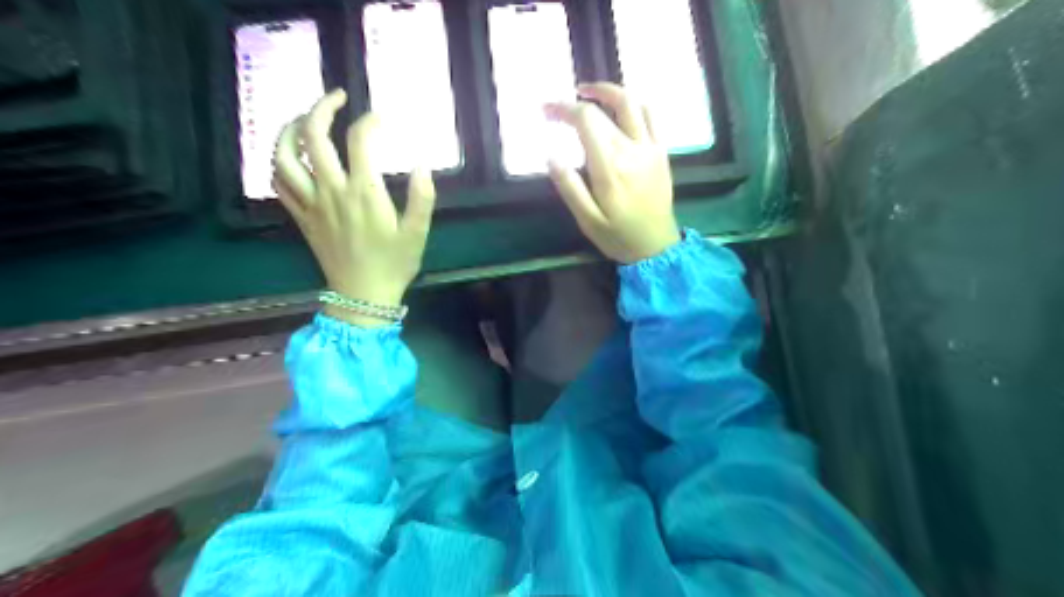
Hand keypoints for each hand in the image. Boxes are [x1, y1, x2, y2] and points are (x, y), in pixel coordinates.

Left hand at [274, 90, 439, 327]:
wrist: (362, 296)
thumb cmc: (394, 264)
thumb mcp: (418, 232)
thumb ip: (423, 197)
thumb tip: (422, 163)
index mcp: (364, 192)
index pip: (360, 140)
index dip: (370, 121)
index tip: (382, 119)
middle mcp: (332, 191)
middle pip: (313, 136)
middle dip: (322, 107)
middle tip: (336, 97)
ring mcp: (311, 204)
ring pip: (285, 156)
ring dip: (289, 130)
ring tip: (303, 120)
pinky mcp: (301, 218)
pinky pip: (279, 184)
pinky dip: (280, 164)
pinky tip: (291, 158)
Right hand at [549, 81, 681, 263]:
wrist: (657, 248)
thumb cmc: (618, 236)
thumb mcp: (587, 220)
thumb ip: (569, 187)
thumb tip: (550, 155)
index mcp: (610, 167)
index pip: (586, 119)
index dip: (563, 109)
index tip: (545, 111)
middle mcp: (632, 150)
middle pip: (605, 109)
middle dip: (577, 102)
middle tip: (557, 109)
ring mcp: (650, 148)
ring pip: (631, 103)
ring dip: (608, 92)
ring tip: (588, 93)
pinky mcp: (661, 152)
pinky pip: (651, 116)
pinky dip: (634, 104)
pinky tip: (620, 108)